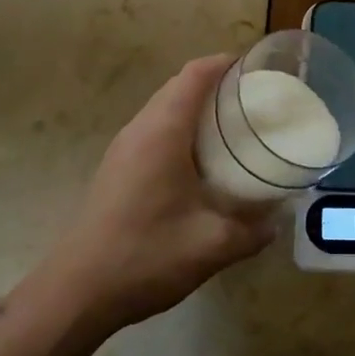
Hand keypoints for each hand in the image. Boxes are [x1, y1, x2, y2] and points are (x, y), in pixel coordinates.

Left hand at [45, 55, 277, 333]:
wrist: (77, 292)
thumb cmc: (146, 255)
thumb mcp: (212, 246)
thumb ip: (253, 231)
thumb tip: (277, 221)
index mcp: (163, 131)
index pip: (196, 74)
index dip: (227, 63)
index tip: (259, 69)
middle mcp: (140, 129)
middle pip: (180, 86)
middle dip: (218, 85)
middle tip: (257, 100)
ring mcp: (123, 149)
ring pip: (165, 109)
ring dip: (198, 108)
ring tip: (236, 126)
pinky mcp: (117, 169)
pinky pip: (155, 131)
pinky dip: (182, 129)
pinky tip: (204, 162)